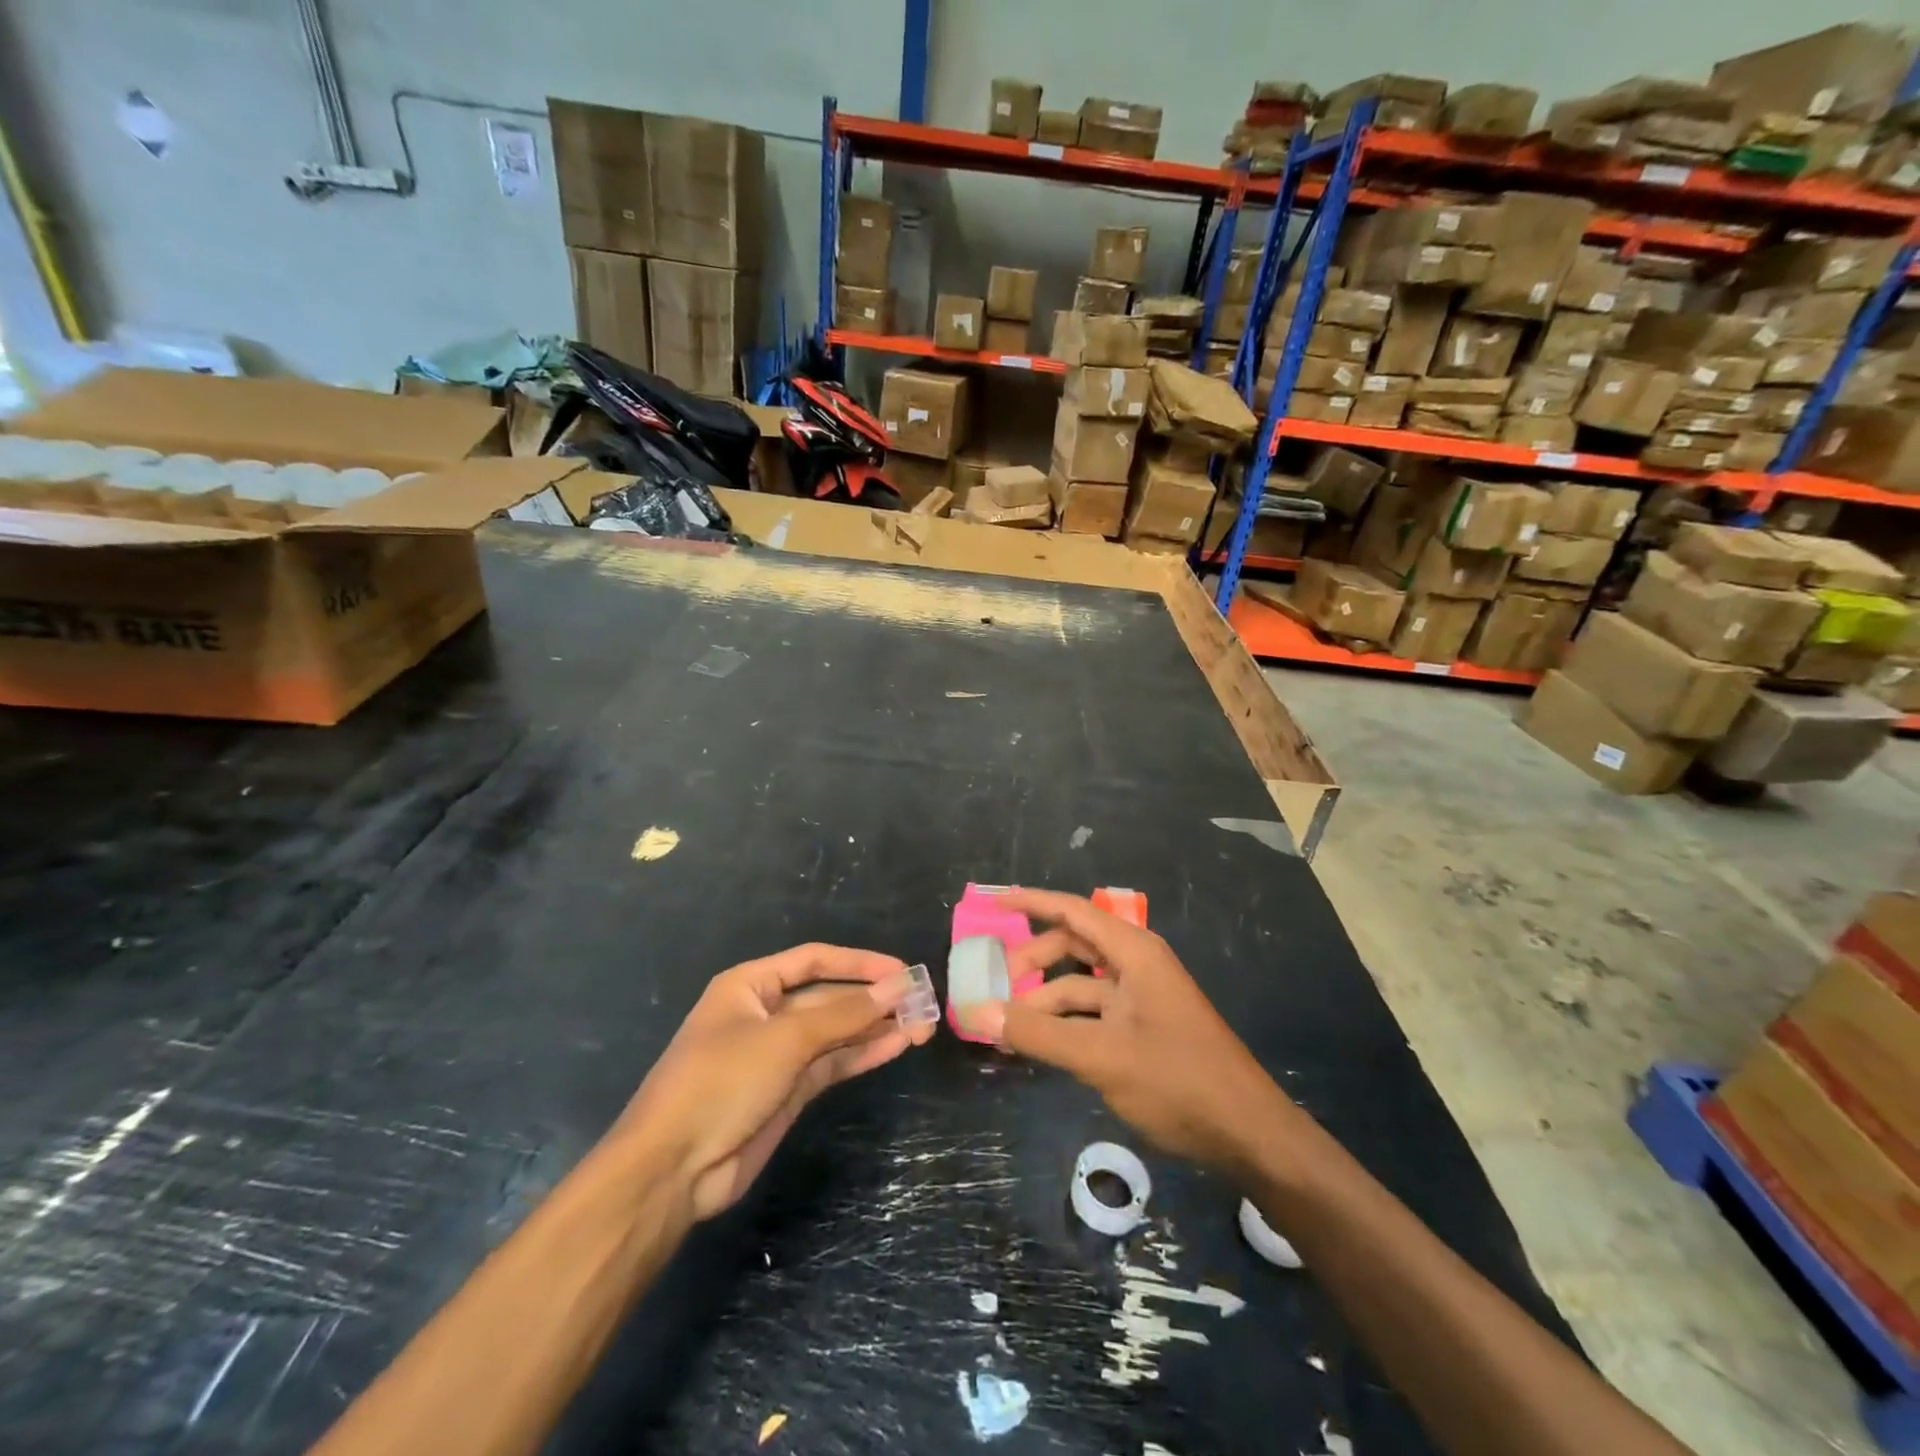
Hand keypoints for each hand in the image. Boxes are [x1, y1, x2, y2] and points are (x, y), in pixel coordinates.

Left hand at [616, 945, 933, 1218]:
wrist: (672, 1170)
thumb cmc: (721, 1082)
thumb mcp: (785, 1039)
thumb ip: (845, 1013)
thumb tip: (900, 984)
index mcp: (751, 986)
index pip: (815, 961)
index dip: (860, 963)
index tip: (903, 971)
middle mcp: (765, 1014)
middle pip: (829, 997)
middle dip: (873, 999)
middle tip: (922, 1003)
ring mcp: (777, 1055)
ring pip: (836, 1032)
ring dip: (875, 1028)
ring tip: (922, 1025)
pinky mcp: (787, 1091)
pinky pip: (832, 1063)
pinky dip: (862, 1054)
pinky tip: (896, 1046)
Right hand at [969, 890, 1290, 1177]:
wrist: (1247, 1133)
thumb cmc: (1176, 1080)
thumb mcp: (1100, 1056)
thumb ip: (1037, 1034)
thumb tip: (976, 1012)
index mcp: (1134, 952)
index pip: (1073, 910)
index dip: (1032, 902)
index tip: (995, 903)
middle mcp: (1137, 965)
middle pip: (1074, 945)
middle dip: (1034, 960)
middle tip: (997, 984)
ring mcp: (1142, 998)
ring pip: (1082, 984)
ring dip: (1046, 1000)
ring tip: (1009, 1027)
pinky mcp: (1144, 1029)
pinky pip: (1094, 1013)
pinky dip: (1065, 1024)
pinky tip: (1040, 1046)